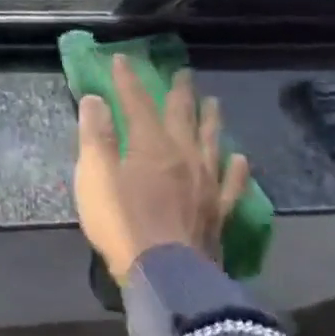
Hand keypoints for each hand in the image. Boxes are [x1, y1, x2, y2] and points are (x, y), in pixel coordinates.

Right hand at [73, 56, 249, 280]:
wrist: (167, 276)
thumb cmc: (122, 223)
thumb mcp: (94, 177)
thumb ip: (95, 136)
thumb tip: (95, 99)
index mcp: (151, 145)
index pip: (137, 103)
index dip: (128, 80)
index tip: (122, 58)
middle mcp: (184, 156)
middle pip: (181, 116)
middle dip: (178, 92)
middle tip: (183, 72)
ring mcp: (207, 184)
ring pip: (211, 142)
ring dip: (210, 120)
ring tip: (213, 102)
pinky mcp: (220, 212)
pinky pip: (233, 183)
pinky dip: (237, 168)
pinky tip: (240, 159)